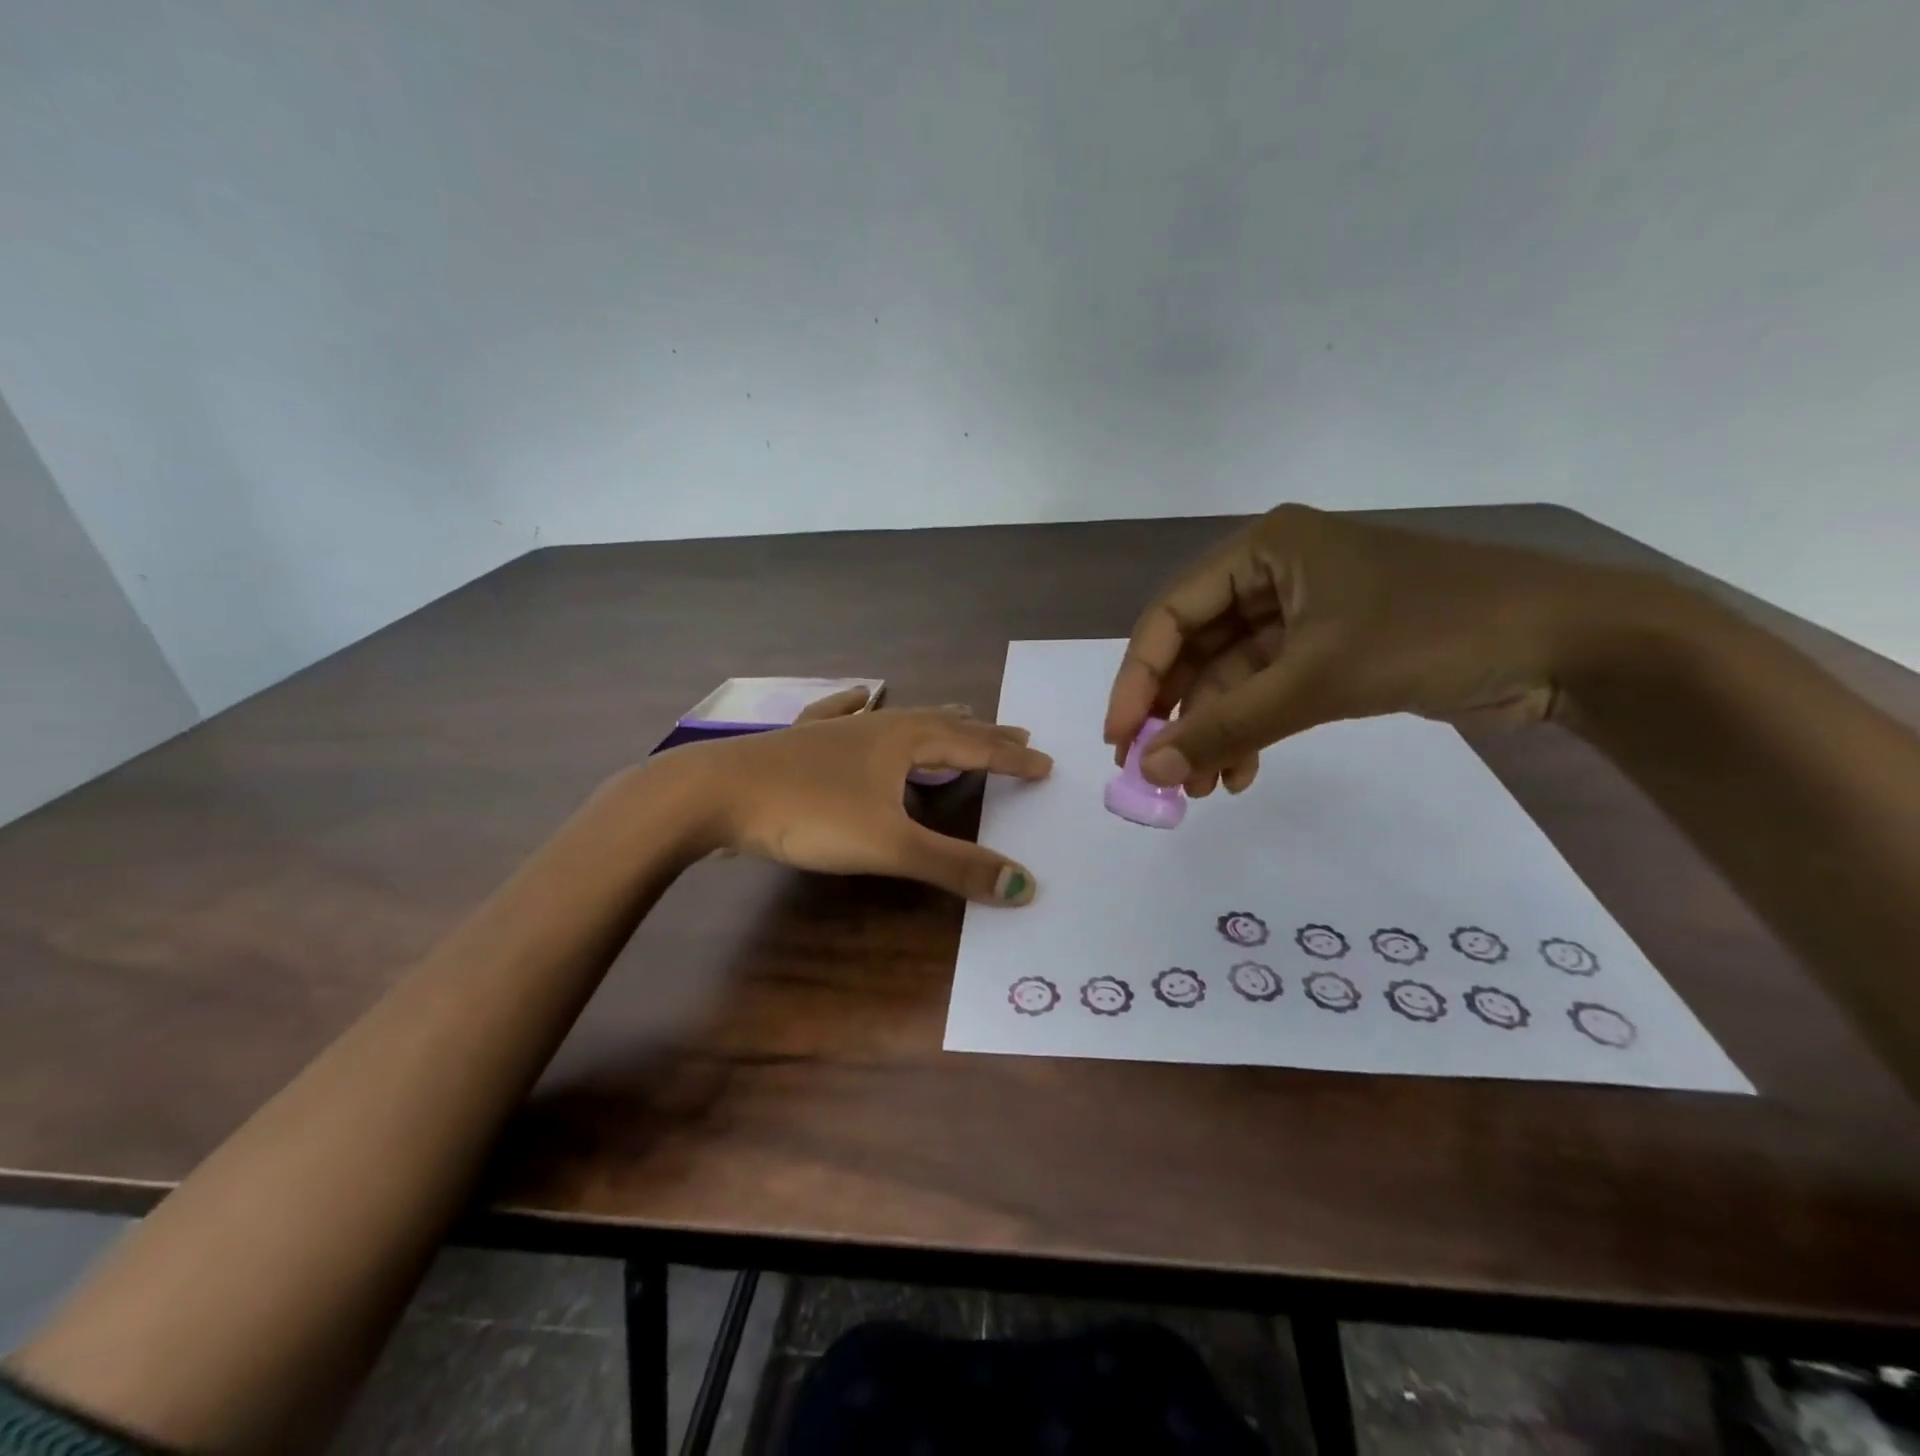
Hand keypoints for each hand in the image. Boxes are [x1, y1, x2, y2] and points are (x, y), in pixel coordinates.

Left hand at [674, 689, 1051, 903]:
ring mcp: (836, 729)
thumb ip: (955, 866)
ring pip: (899, 718)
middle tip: (1017, 734)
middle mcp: (876, 725)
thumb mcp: (889, 845)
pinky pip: (844, 714)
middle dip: (983, 734)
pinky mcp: (802, 739)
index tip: (1046, 762)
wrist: (714, 794)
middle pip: (943, 725)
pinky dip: (862, 706)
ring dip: (935, 722)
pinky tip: (862, 694)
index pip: (974, 747)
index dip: (1012, 758)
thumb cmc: (808, 814)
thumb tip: (1025, 886)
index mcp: (904, 741)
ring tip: (958, 717)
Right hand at [1104, 504, 1588, 791]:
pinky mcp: (1329, 649)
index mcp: (1264, 550)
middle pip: (1196, 648)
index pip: (1171, 615)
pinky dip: (1251, 732)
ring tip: (1203, 790)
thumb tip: (1148, 770)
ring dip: (1213, 732)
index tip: (1120, 738)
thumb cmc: (1435, 633)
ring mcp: (1303, 613)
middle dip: (1177, 714)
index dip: (1138, 679)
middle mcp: (1274, 574)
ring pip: (1230, 678)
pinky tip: (1242, 774)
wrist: (1572, 645)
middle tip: (1156, 773)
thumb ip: (1227, 726)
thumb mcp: (1318, 680)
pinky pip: (1267, 692)